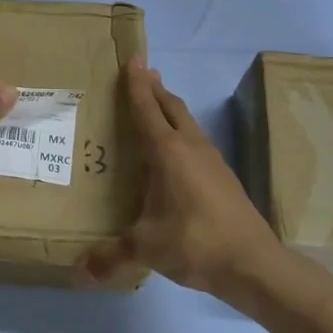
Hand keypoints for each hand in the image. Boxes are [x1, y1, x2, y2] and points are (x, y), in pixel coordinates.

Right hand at [77, 59, 280, 298]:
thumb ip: (111, 256)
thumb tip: (78, 273)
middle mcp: (191, 147)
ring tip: (158, 106)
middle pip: (172, 107)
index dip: (136, 84)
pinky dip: (182, 133)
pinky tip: (178, 153)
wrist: (255, 264)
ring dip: (171, 109)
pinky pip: (198, 142)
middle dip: (155, 89)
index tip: (132, 59)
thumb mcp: (146, 248)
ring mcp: (213, 161)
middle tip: (143, 73)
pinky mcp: (225, 179)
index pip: (146, 109)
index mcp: (168, 152)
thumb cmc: (195, 242)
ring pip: (189, 123)